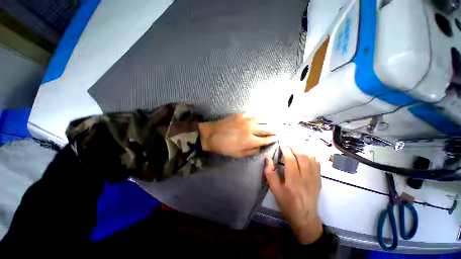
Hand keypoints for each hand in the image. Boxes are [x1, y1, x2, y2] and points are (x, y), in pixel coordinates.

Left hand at [198, 114, 277, 157]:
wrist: (211, 134)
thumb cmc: (224, 147)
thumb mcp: (237, 154)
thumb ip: (251, 151)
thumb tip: (260, 147)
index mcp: (250, 140)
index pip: (265, 140)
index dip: (272, 139)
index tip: (277, 138)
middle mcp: (251, 129)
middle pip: (267, 129)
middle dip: (274, 130)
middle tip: (279, 130)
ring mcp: (246, 120)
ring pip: (262, 120)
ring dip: (269, 122)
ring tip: (273, 123)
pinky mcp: (241, 114)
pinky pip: (254, 114)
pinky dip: (260, 116)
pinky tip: (262, 117)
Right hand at [264, 145, 322, 243]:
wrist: (305, 218)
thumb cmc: (287, 204)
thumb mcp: (274, 191)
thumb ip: (270, 174)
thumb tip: (268, 158)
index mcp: (293, 182)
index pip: (290, 160)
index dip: (285, 150)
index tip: (281, 144)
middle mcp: (306, 178)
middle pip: (303, 156)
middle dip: (295, 146)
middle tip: (288, 143)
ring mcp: (315, 179)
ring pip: (311, 158)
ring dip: (303, 149)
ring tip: (295, 146)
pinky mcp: (319, 180)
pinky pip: (317, 163)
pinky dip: (311, 155)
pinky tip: (305, 154)